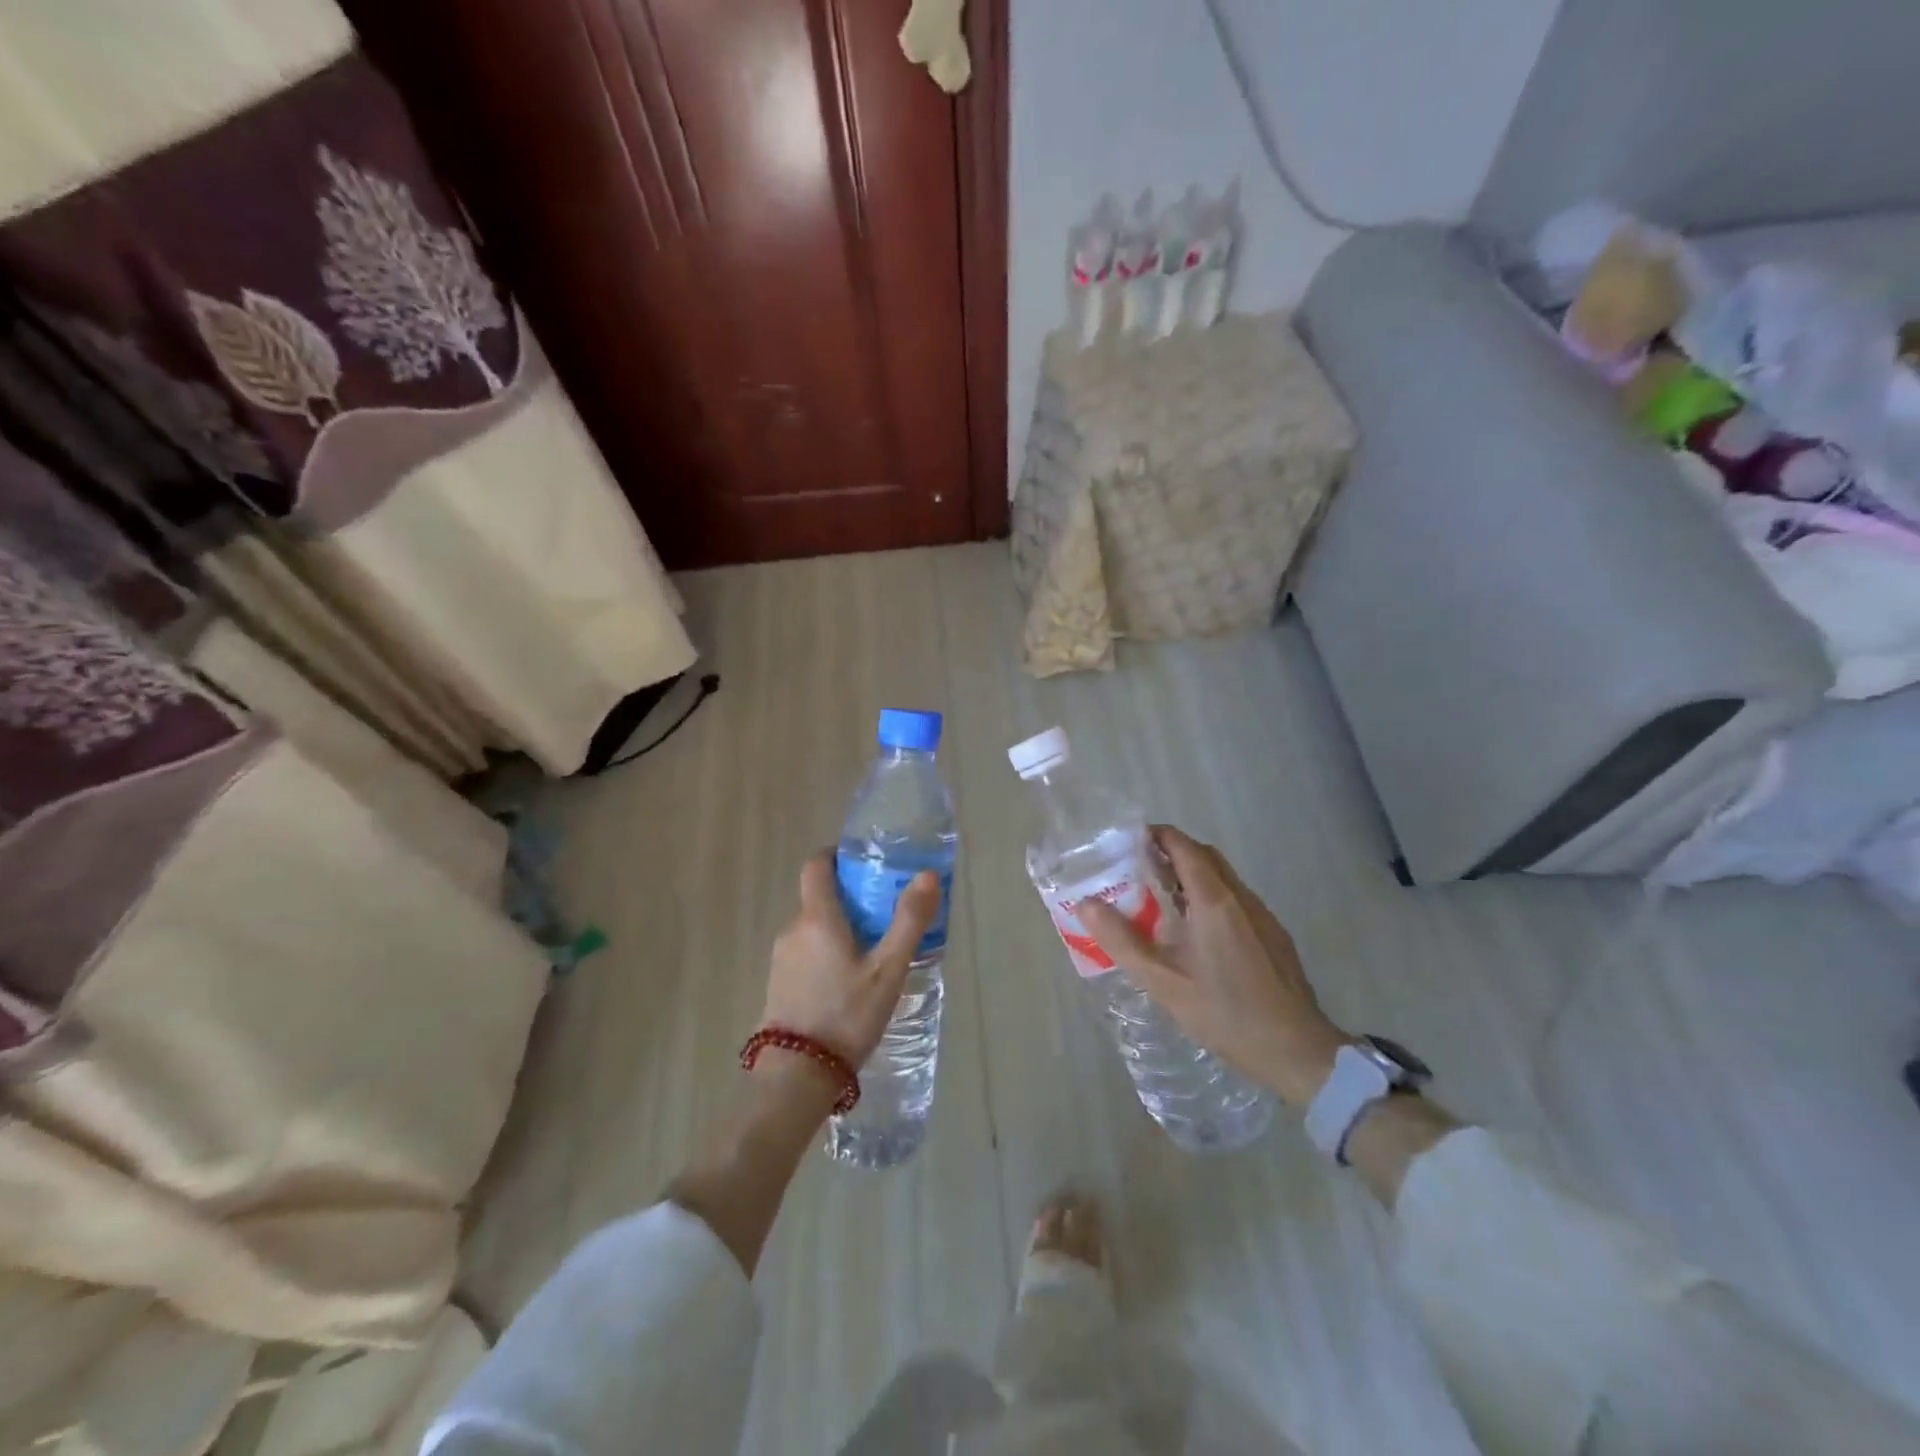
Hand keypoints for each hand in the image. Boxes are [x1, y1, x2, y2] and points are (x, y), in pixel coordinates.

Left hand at [761, 851, 941, 1075]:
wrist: (796, 1077)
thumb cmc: (847, 1015)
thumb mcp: (888, 970)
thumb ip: (908, 921)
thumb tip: (927, 875)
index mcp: (817, 917)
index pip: (817, 865)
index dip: (837, 856)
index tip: (865, 863)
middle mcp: (793, 929)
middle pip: (819, 897)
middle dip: (850, 898)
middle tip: (885, 914)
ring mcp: (781, 958)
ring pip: (813, 928)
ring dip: (839, 929)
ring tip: (873, 953)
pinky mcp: (778, 983)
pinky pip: (806, 952)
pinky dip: (827, 952)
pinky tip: (849, 982)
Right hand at [1078, 826, 1349, 1105]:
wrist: (1298, 1051)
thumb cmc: (1226, 1013)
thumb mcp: (1163, 982)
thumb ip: (1122, 940)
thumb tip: (1086, 904)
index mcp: (1213, 901)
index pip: (1184, 847)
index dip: (1157, 835)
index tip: (1129, 840)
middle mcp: (1241, 898)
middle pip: (1205, 856)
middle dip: (1172, 852)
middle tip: (1139, 868)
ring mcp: (1263, 916)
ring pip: (1223, 878)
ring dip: (1192, 875)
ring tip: (1161, 898)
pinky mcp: (1274, 936)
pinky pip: (1237, 900)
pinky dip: (1211, 896)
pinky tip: (1197, 932)